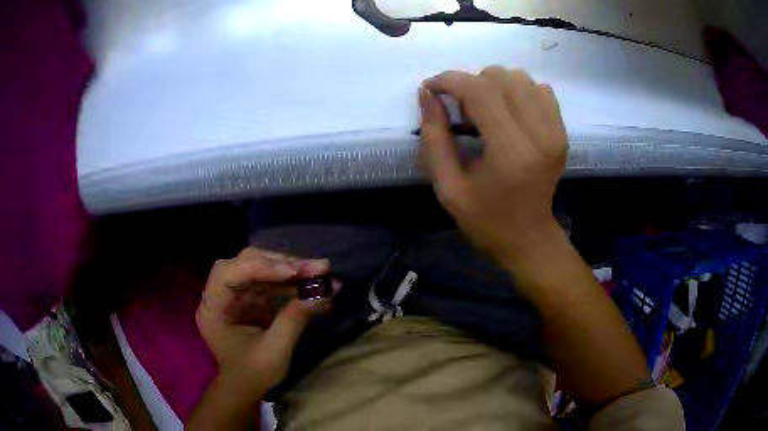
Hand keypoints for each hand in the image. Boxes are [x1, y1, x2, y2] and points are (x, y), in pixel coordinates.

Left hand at [195, 247, 336, 395]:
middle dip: (281, 263)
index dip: (260, 267)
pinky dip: (292, 279)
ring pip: (261, 266)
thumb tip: (324, 293)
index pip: (228, 273)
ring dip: (292, 268)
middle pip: (246, 262)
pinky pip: (271, 279)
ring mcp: (236, 292)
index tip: (294, 272)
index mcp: (213, 308)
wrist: (246, 386)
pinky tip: (314, 282)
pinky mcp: (250, 295)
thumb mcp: (274, 352)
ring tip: (322, 271)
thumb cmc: (253, 374)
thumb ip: (294, 320)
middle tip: (316, 267)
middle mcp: (220, 293)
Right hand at [418, 67, 567, 260]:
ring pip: (520, 78)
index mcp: (510, 153)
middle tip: (462, 113)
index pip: (480, 91)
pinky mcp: (562, 132)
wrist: (528, 238)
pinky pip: (540, 89)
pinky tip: (509, 114)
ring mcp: (555, 131)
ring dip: (495, 87)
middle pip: (500, 77)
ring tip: (486, 113)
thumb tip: (427, 93)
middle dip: (471, 85)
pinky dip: (519, 92)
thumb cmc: (485, 219)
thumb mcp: (448, 187)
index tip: (431, 88)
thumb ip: (434, 137)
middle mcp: (539, 135)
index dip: (449, 81)